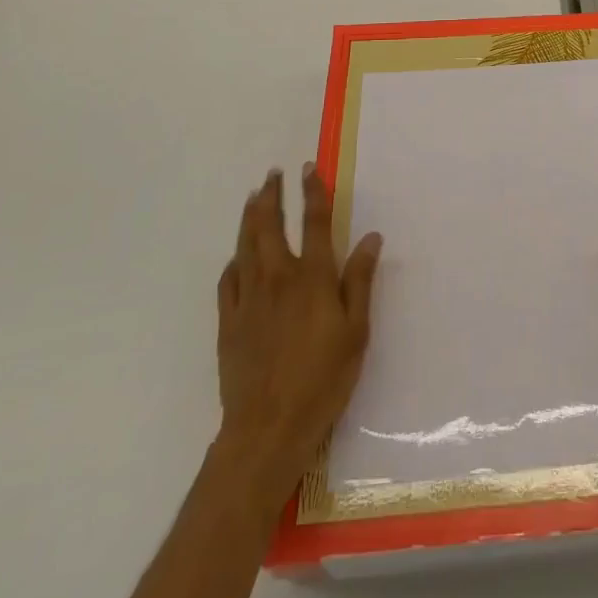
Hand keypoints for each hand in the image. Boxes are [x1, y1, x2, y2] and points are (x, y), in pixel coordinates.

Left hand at [216, 164, 382, 517]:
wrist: (267, 429)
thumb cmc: (322, 380)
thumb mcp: (356, 332)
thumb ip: (360, 281)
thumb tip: (369, 237)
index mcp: (312, 278)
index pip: (314, 222)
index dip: (312, 192)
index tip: (308, 168)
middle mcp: (277, 278)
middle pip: (270, 225)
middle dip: (272, 196)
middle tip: (272, 175)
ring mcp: (249, 299)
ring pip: (245, 245)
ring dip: (250, 217)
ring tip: (253, 198)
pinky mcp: (229, 322)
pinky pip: (228, 279)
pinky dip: (234, 259)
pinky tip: (237, 256)